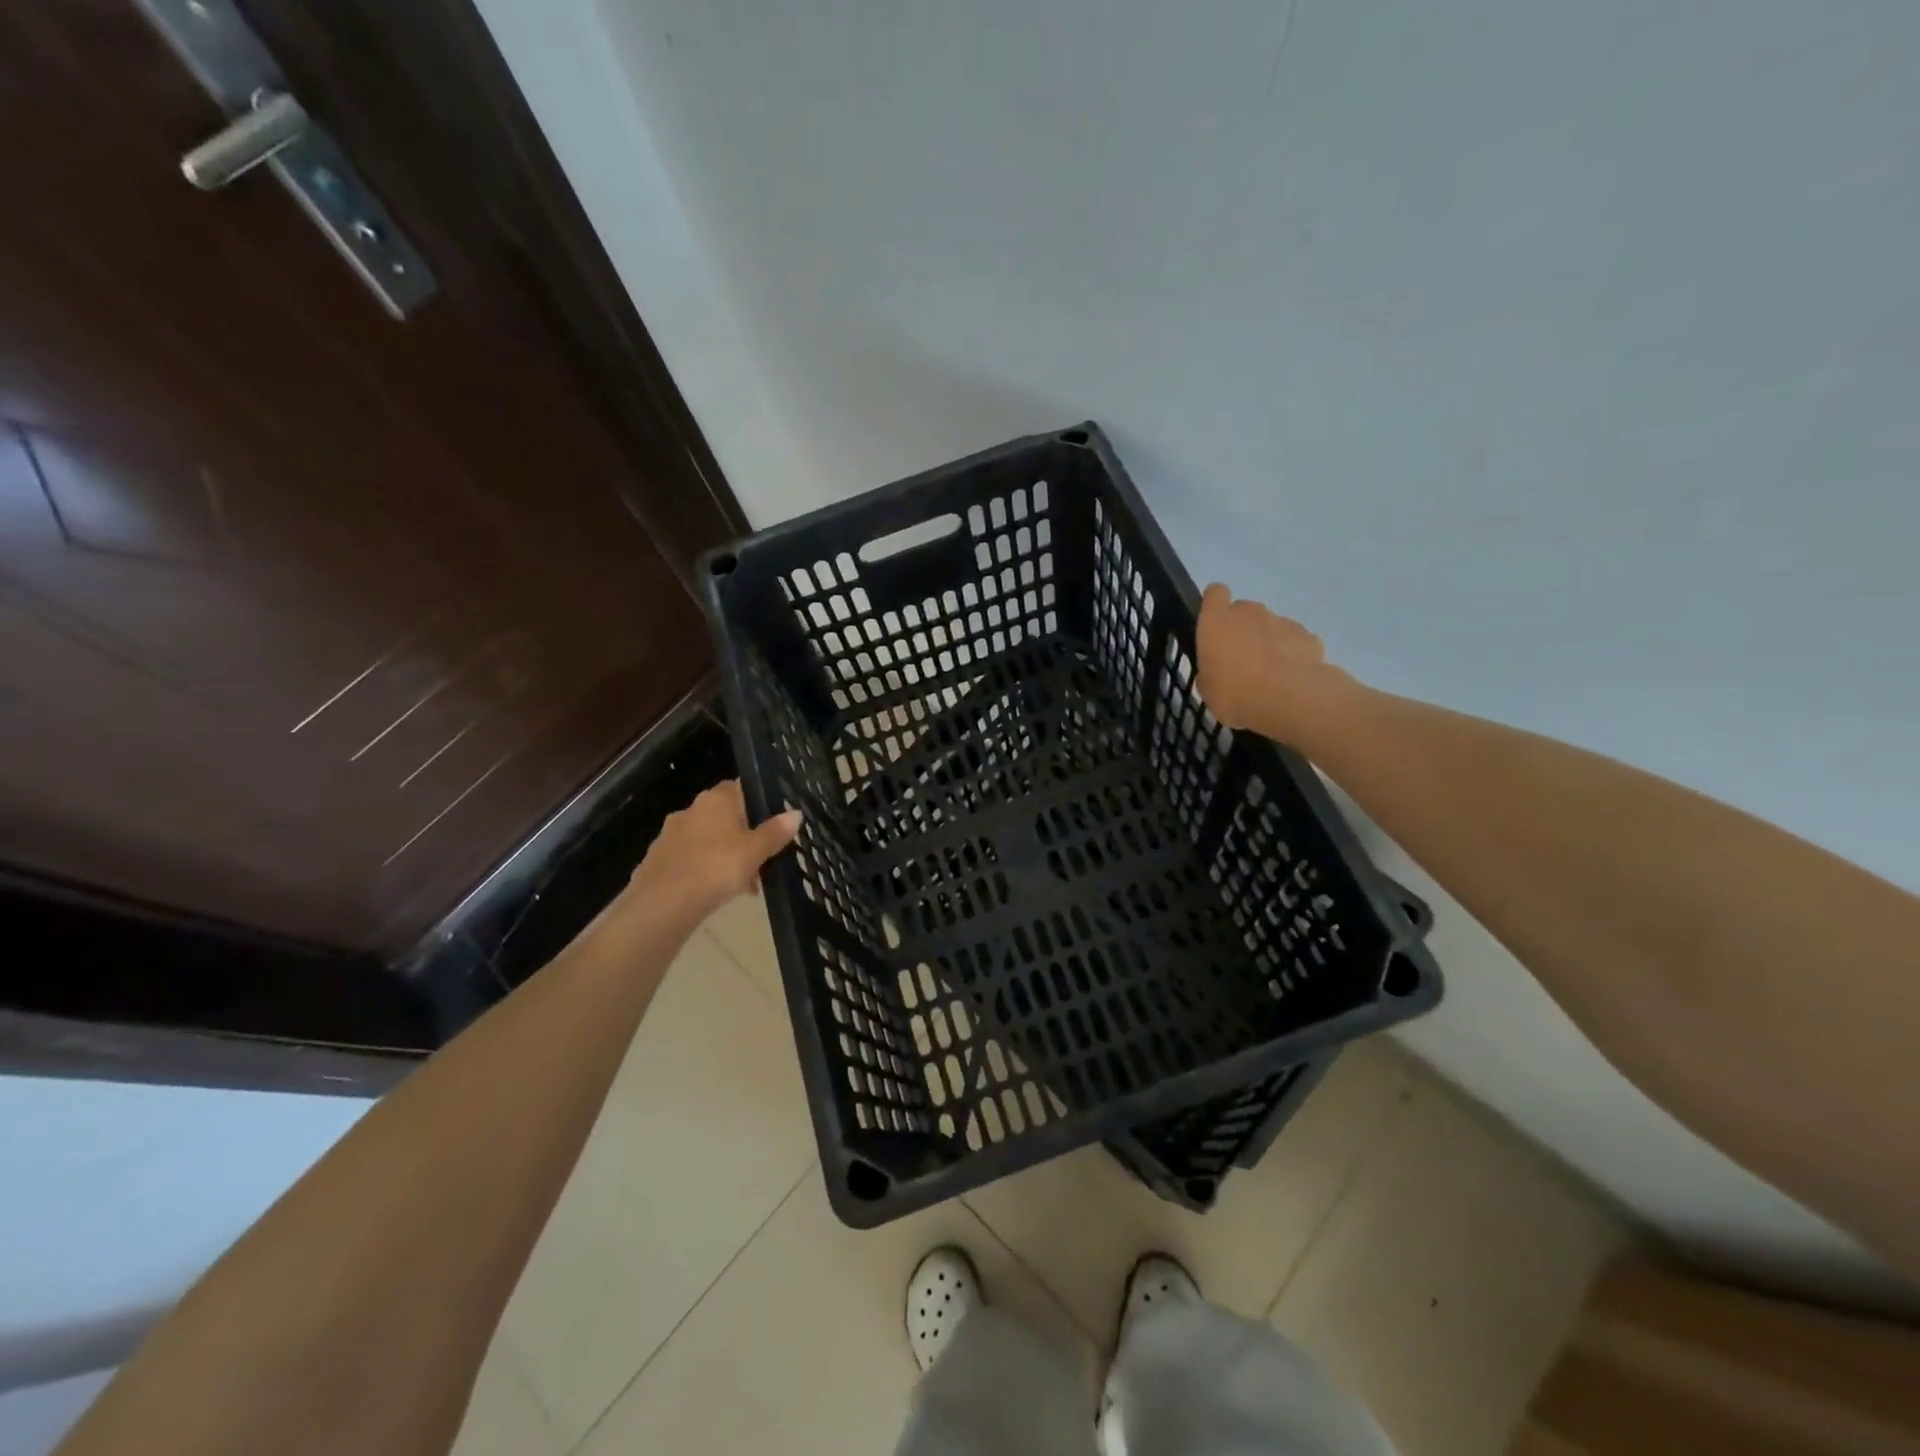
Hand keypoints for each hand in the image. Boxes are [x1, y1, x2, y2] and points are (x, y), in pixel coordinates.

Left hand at [626, 779, 802, 922]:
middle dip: (743, 837)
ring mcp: (671, 834)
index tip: (772, 823)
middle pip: (725, 817)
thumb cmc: (716, 867)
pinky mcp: (658, 859)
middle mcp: (691, 809)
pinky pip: (691, 859)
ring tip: (745, 885)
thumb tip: (796, 813)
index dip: (757, 803)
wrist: (663, 903)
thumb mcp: (756, 851)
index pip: (739, 788)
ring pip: (708, 840)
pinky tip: (716, 893)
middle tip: (762, 861)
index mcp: (716, 799)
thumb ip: (775, 832)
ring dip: (726, 856)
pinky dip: (705, 870)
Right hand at [1196, 584, 1354, 743]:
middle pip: (1244, 611)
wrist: (1291, 702)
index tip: (1214, 625)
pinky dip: (1292, 654)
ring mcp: (1282, 621)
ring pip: (1270, 626)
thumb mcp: (1208, 690)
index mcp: (1217, 621)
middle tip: (1241, 660)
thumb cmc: (1236, 694)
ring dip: (1268, 642)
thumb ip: (1210, 671)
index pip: (1215, 594)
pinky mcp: (1308, 636)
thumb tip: (1218, 670)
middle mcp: (1249, 613)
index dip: (1215, 605)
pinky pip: (1294, 640)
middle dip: (1242, 629)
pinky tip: (1291, 679)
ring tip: (1269, 675)